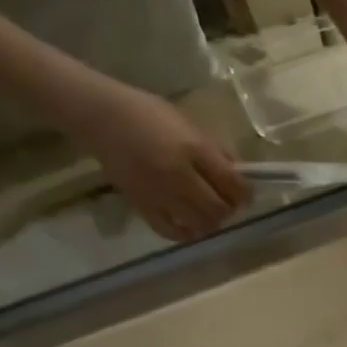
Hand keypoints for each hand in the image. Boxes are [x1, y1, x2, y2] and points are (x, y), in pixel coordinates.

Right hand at [79, 85, 250, 241]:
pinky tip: (189, 224)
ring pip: (200, 224)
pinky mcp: (141, 206)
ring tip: (208, 212)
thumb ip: (216, 151)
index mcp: (193, 149)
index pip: (233, 184)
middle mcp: (178, 175)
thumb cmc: (148, 113)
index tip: (245, 193)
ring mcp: (158, 193)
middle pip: (219, 209)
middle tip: (227, 203)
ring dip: (211, 222)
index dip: (246, 193)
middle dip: (229, 209)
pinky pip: (171, 232)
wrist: (100, 116)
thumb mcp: (189, 124)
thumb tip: (240, 174)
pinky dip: (186, 233)